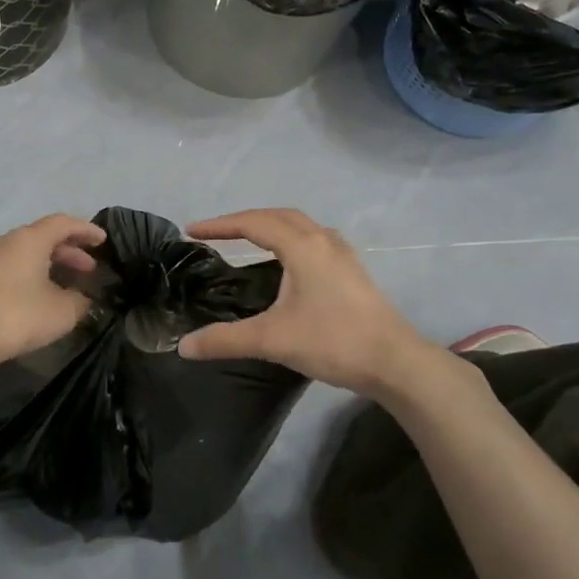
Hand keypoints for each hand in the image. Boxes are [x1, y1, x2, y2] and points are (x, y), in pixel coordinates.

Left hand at [0, 214, 107, 370]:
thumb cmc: (14, 317)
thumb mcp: (61, 313)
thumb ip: (79, 301)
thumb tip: (81, 298)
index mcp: (29, 239)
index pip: (63, 223)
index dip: (86, 230)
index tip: (103, 240)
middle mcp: (5, 241)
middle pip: (42, 237)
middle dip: (69, 251)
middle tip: (88, 268)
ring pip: (24, 253)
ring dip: (47, 264)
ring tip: (64, 285)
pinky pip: (8, 268)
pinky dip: (28, 275)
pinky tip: (35, 297)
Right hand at [177, 209, 432, 395]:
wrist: (395, 362)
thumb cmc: (333, 341)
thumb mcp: (272, 340)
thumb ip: (225, 340)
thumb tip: (183, 346)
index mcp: (302, 246)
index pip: (253, 223)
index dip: (219, 225)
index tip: (191, 231)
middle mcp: (322, 240)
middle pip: (277, 216)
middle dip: (243, 220)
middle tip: (216, 233)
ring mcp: (342, 254)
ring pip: (299, 225)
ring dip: (270, 226)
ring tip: (246, 241)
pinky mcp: (352, 271)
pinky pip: (313, 240)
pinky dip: (290, 239)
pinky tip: (286, 264)